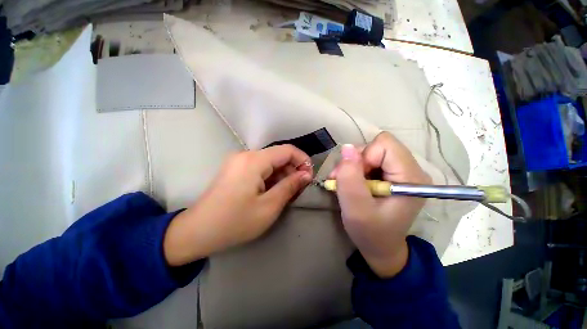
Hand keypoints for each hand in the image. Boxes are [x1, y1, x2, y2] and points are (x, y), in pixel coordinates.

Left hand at [164, 145, 312, 265]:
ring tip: (287, 193)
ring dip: (282, 175)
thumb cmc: (235, 222)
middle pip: (278, 156)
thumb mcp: (269, 206)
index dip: (303, 160)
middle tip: (299, 189)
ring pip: (269, 162)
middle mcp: (246, 155)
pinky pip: (260, 168)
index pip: (287, 150)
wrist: (197, 232)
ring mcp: (239, 162)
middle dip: (292, 170)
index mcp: (254, 160)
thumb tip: (306, 175)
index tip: (309, 177)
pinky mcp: (235, 170)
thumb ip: (290, 186)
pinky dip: (271, 177)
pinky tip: (273, 191)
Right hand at [330, 132, 430, 277]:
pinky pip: (370, 160)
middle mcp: (411, 169)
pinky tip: (352, 184)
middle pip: (377, 146)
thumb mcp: (355, 209)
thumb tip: (346, 147)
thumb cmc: (370, 233)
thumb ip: (350, 177)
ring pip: (371, 152)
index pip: (384, 145)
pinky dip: (356, 170)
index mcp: (410, 177)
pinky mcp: (392, 175)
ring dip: (353, 166)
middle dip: (356, 162)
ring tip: (345, 184)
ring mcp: (402, 171)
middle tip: (345, 181)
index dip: (364, 157)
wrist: (381, 248)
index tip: (354, 178)